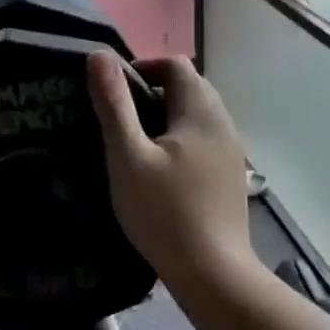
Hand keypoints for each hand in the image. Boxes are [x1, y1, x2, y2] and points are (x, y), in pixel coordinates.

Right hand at [87, 53, 251, 280]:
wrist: (212, 273)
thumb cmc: (163, 211)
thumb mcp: (127, 155)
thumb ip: (113, 104)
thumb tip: (98, 56)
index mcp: (200, 111)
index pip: (174, 65)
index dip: (142, 67)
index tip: (113, 95)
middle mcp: (222, 123)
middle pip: (189, 87)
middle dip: (152, 92)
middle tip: (119, 120)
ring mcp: (231, 151)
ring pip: (196, 115)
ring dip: (165, 117)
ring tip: (135, 146)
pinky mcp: (230, 176)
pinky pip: (202, 140)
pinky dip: (179, 140)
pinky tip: (160, 171)